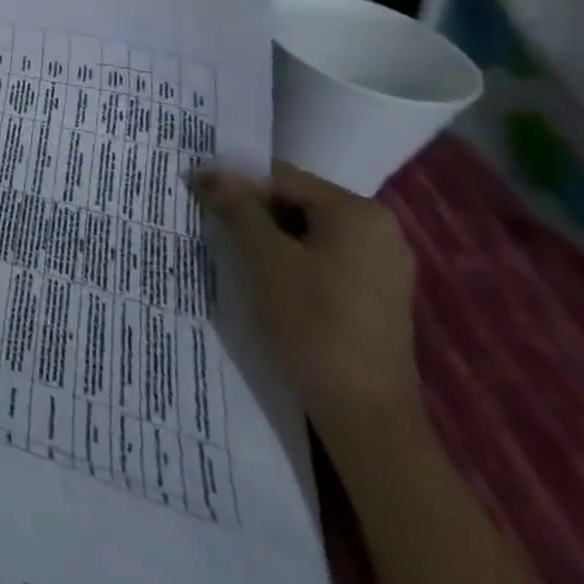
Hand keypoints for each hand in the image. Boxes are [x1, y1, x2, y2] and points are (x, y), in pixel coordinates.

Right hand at [190, 162, 419, 435]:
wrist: (363, 412)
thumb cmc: (311, 322)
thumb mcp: (263, 257)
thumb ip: (236, 206)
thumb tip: (207, 172)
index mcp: (357, 212)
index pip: (280, 178)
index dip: (236, 187)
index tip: (201, 205)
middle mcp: (379, 229)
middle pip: (296, 202)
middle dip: (254, 214)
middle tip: (217, 234)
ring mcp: (383, 264)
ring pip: (308, 232)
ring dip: (269, 240)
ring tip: (238, 260)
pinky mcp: (377, 295)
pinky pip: (324, 258)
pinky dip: (293, 262)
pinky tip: (270, 285)